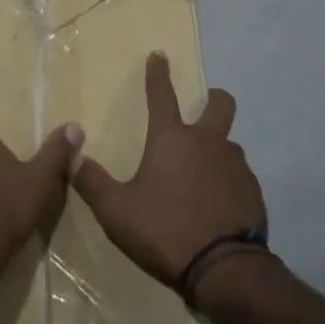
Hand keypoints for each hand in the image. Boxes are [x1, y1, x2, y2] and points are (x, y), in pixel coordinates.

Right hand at [71, 52, 264, 288]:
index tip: (160, 55)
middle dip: (213, 99)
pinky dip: (227, 181)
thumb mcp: (117, 211)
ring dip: (217, 149)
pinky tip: (216, 205)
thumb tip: (72, 155)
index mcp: (172, 139)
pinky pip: (238, 175)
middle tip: (205, 107)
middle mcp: (208, 142)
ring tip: (201, 176)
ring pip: (229, 143)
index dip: (158, 74)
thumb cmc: (165, 231)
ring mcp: (235, 164)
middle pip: (220, 104)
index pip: (162, 95)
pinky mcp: (252, 190)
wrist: (224, 268)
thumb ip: (92, 181)